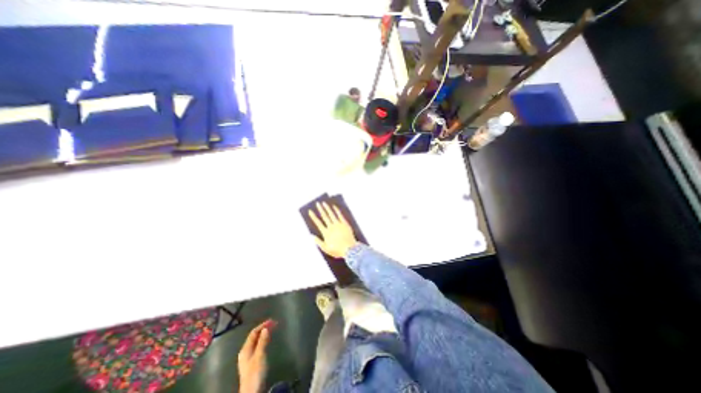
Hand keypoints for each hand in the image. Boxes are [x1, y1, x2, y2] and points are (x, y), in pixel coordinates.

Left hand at [239, 319, 276, 392]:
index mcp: (245, 349)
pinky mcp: (252, 361)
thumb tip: (265, 328)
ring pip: (256, 341)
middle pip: (254, 336)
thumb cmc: (255, 372)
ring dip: (264, 334)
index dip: (262, 325)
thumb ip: (262, 342)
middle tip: (274, 324)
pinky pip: (257, 346)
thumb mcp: (260, 355)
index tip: (272, 321)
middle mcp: (245, 351)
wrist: (252, 391)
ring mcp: (248, 357)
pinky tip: (267, 341)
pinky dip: (263, 340)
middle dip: (263, 329)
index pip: (253, 333)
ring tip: (272, 329)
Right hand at [310, 202, 358, 256]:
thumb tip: (312, 236)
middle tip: (317, 203)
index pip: (318, 223)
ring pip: (332, 214)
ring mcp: (338, 224)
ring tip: (324, 203)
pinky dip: (337, 211)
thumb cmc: (337, 250)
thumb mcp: (325, 248)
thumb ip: (318, 242)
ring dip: (327, 208)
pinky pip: (340, 215)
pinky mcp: (345, 224)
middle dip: (320, 209)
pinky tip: (334, 207)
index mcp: (326, 233)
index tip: (310, 211)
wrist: (349, 249)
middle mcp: (331, 227)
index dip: (314, 217)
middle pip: (325, 216)